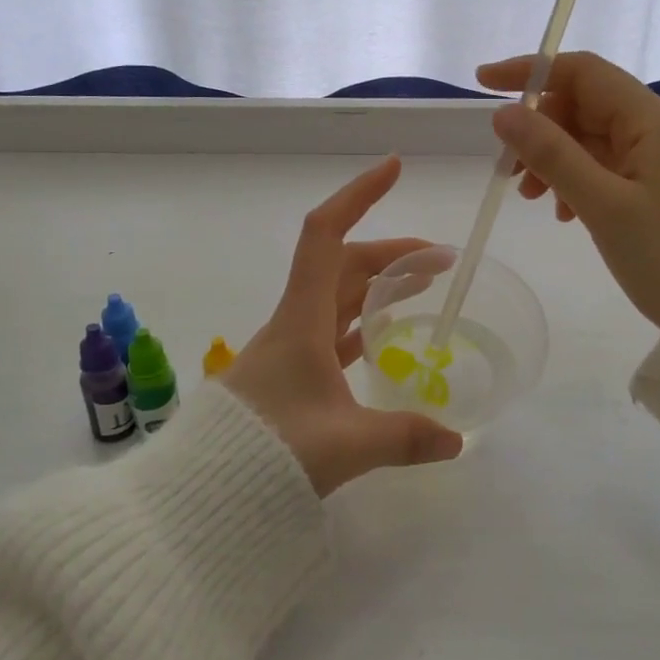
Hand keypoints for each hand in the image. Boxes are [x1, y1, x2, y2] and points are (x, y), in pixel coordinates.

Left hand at [222, 157, 464, 495]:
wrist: (202, 492)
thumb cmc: (268, 453)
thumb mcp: (346, 446)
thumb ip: (405, 438)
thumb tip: (457, 441)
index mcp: (302, 319)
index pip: (327, 235)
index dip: (360, 194)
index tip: (395, 167)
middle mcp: (295, 323)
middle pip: (345, 265)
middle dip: (393, 254)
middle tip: (441, 262)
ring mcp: (291, 349)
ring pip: (340, 297)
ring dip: (380, 285)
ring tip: (424, 288)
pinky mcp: (291, 376)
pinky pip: (333, 332)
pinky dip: (363, 323)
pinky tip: (384, 336)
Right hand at [475, 53, 659, 328]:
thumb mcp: (601, 205)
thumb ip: (551, 154)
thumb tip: (504, 113)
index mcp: (653, 121)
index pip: (584, 72)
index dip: (531, 71)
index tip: (485, 84)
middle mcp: (659, 129)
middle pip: (584, 106)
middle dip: (540, 130)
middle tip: (510, 172)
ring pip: (591, 139)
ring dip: (554, 160)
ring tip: (532, 199)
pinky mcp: (658, 185)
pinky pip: (605, 166)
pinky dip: (576, 180)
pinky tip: (564, 213)